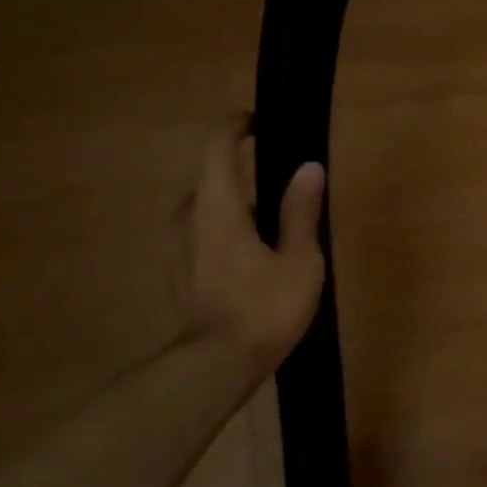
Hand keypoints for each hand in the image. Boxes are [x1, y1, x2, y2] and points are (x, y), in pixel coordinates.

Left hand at [183, 120, 325, 373]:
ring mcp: (177, 246)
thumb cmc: (265, 307)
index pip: (217, 147)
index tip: (259, 122)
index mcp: (216, 206)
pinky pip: (204, 234)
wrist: (219, 364)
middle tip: (289, 195)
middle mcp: (188, 217)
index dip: (236, 127)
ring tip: (277, 233)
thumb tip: (308, 167)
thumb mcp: (299, 259)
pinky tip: (257, 261)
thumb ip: (300, 211)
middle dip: (248, 179)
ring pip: (209, 210)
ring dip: (239, 210)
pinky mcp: (179, 271)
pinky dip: (228, 233)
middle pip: (215, 180)